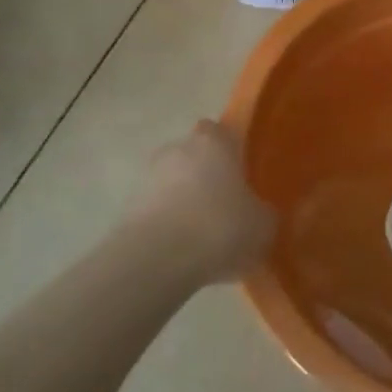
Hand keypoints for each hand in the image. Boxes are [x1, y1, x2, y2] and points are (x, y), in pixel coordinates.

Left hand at [125, 121, 275, 285]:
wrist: (157, 260)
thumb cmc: (220, 227)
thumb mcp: (263, 224)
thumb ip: (263, 211)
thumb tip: (260, 212)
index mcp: (213, 142)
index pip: (220, 131)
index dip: (230, 149)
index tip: (241, 171)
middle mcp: (177, 149)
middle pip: (193, 155)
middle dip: (206, 175)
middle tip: (225, 204)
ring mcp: (147, 177)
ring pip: (173, 183)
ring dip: (184, 200)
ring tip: (204, 234)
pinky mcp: (127, 208)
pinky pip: (157, 210)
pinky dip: (168, 223)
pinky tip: (183, 250)